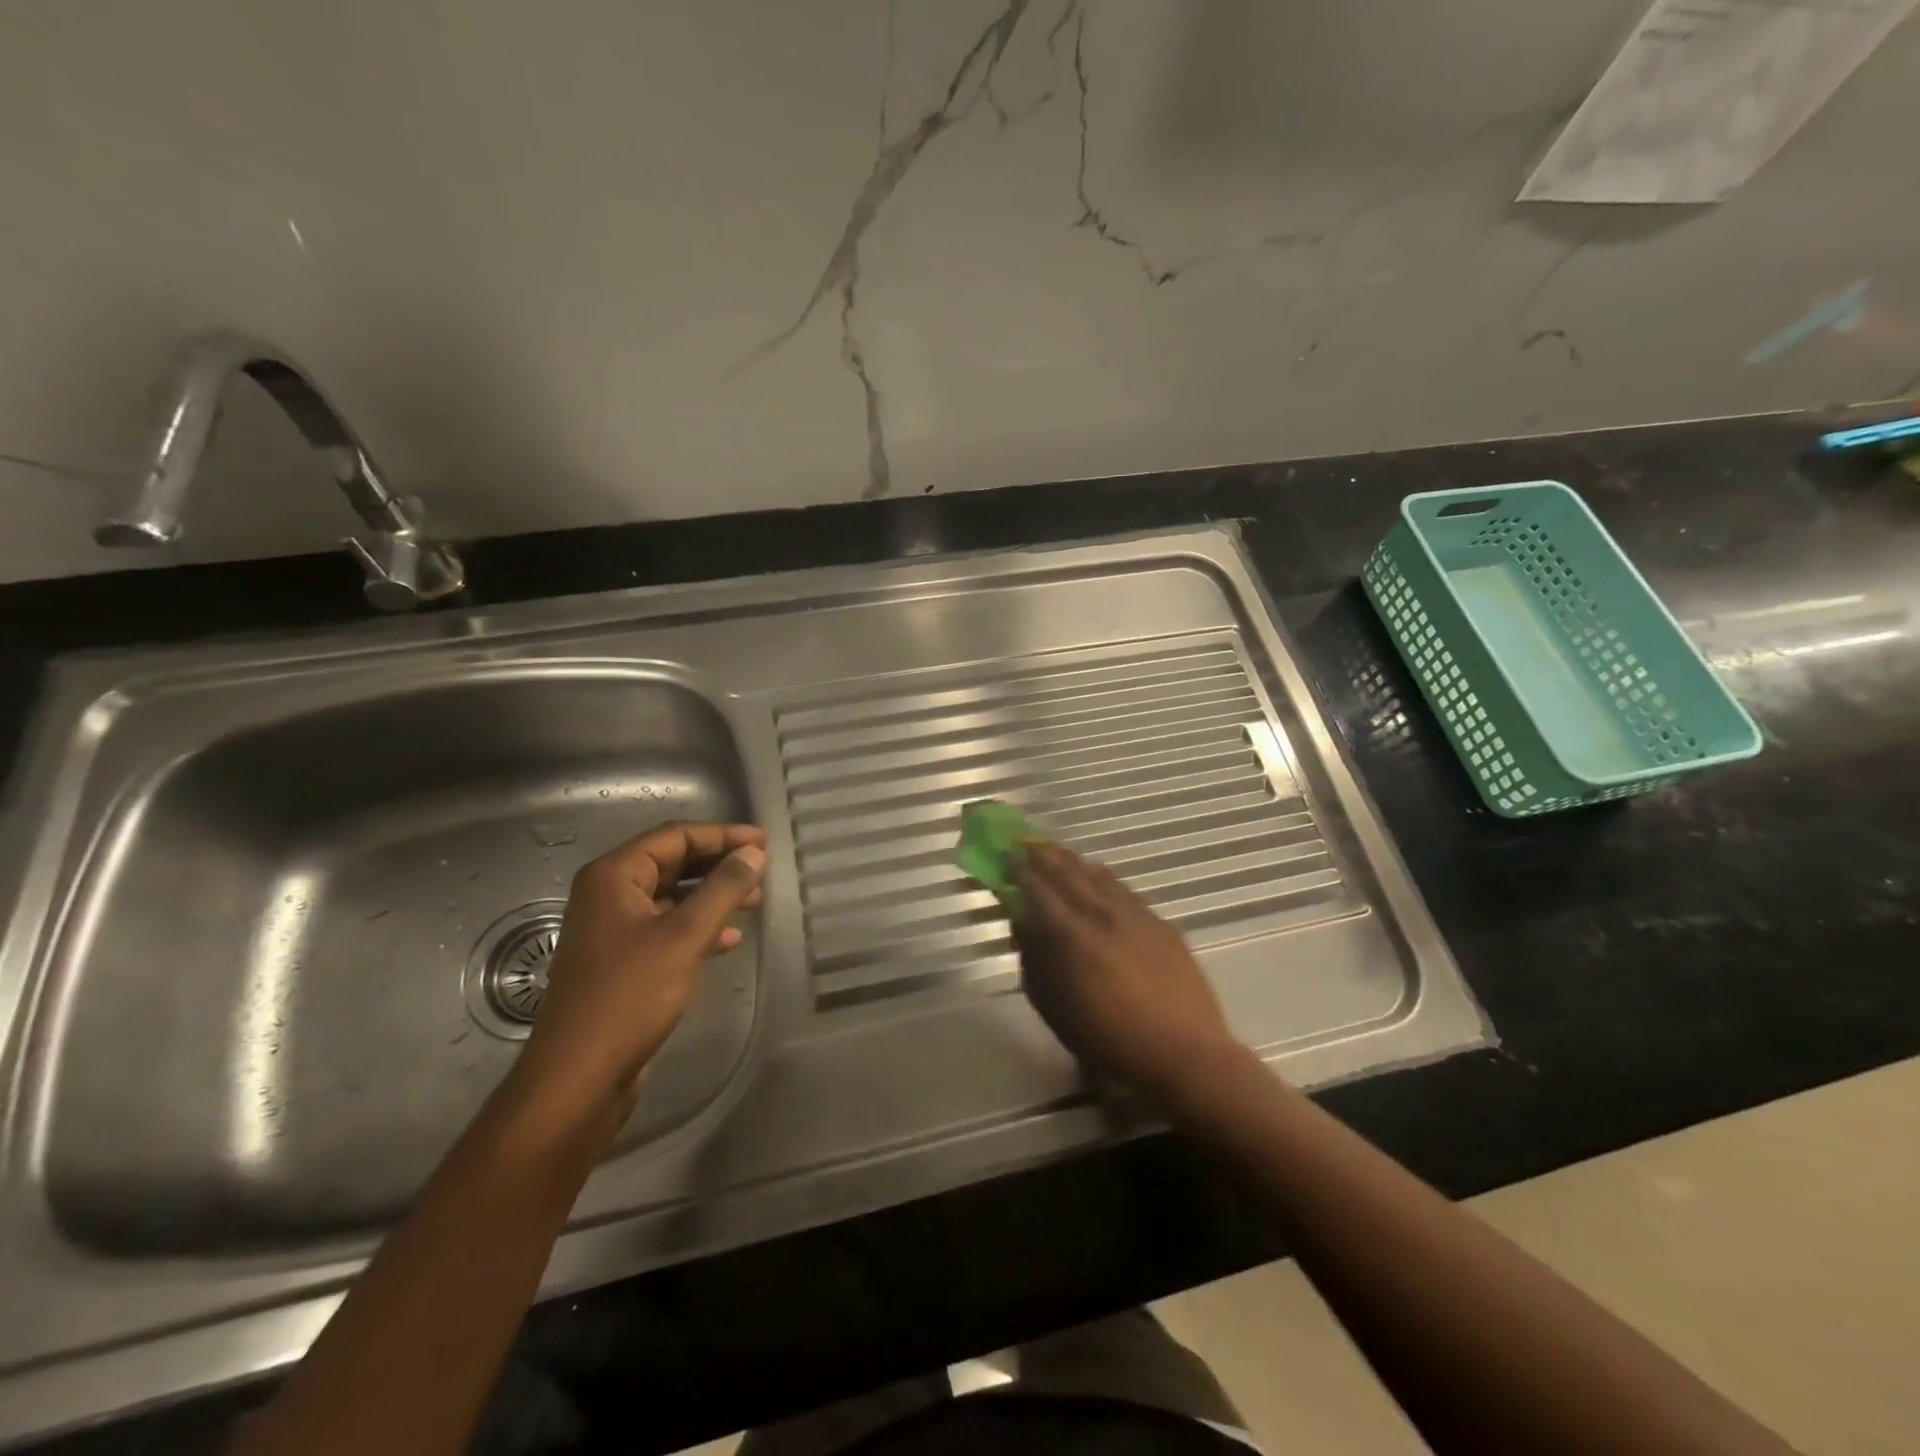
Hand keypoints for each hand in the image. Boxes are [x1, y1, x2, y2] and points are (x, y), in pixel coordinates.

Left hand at [511, 822, 766, 1131]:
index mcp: (613, 876)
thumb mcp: (684, 937)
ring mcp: (613, 928)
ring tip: (754, 900)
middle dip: (719, 863)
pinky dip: (699, 926)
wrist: (579, 1076)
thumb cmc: (629, 996)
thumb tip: (754, 854)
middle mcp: (609, 894)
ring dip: (713, 894)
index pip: (674, 836)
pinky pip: (667, 926)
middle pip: (672, 862)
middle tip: (762, 868)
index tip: (764, 843)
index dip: (722, 835)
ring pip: (672, 895)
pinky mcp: (622, 959)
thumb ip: (723, 889)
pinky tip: (729, 939)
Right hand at [1014, 841, 1240, 1102]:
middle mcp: (1101, 915)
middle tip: (1025, 842)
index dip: (1020, 869)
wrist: (1183, 1053)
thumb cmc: (1108, 1040)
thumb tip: (1023, 925)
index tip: (1006, 854)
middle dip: (1043, 856)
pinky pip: (1122, 888)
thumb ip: (1034, 960)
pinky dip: (1102, 877)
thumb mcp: (1054, 1008)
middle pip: (1067, 874)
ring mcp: (1134, 915)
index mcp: (1071, 936)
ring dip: (1072, 861)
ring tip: (1055, 851)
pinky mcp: (1158, 922)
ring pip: (1097, 875)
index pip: (1038, 890)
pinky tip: (1096, 874)